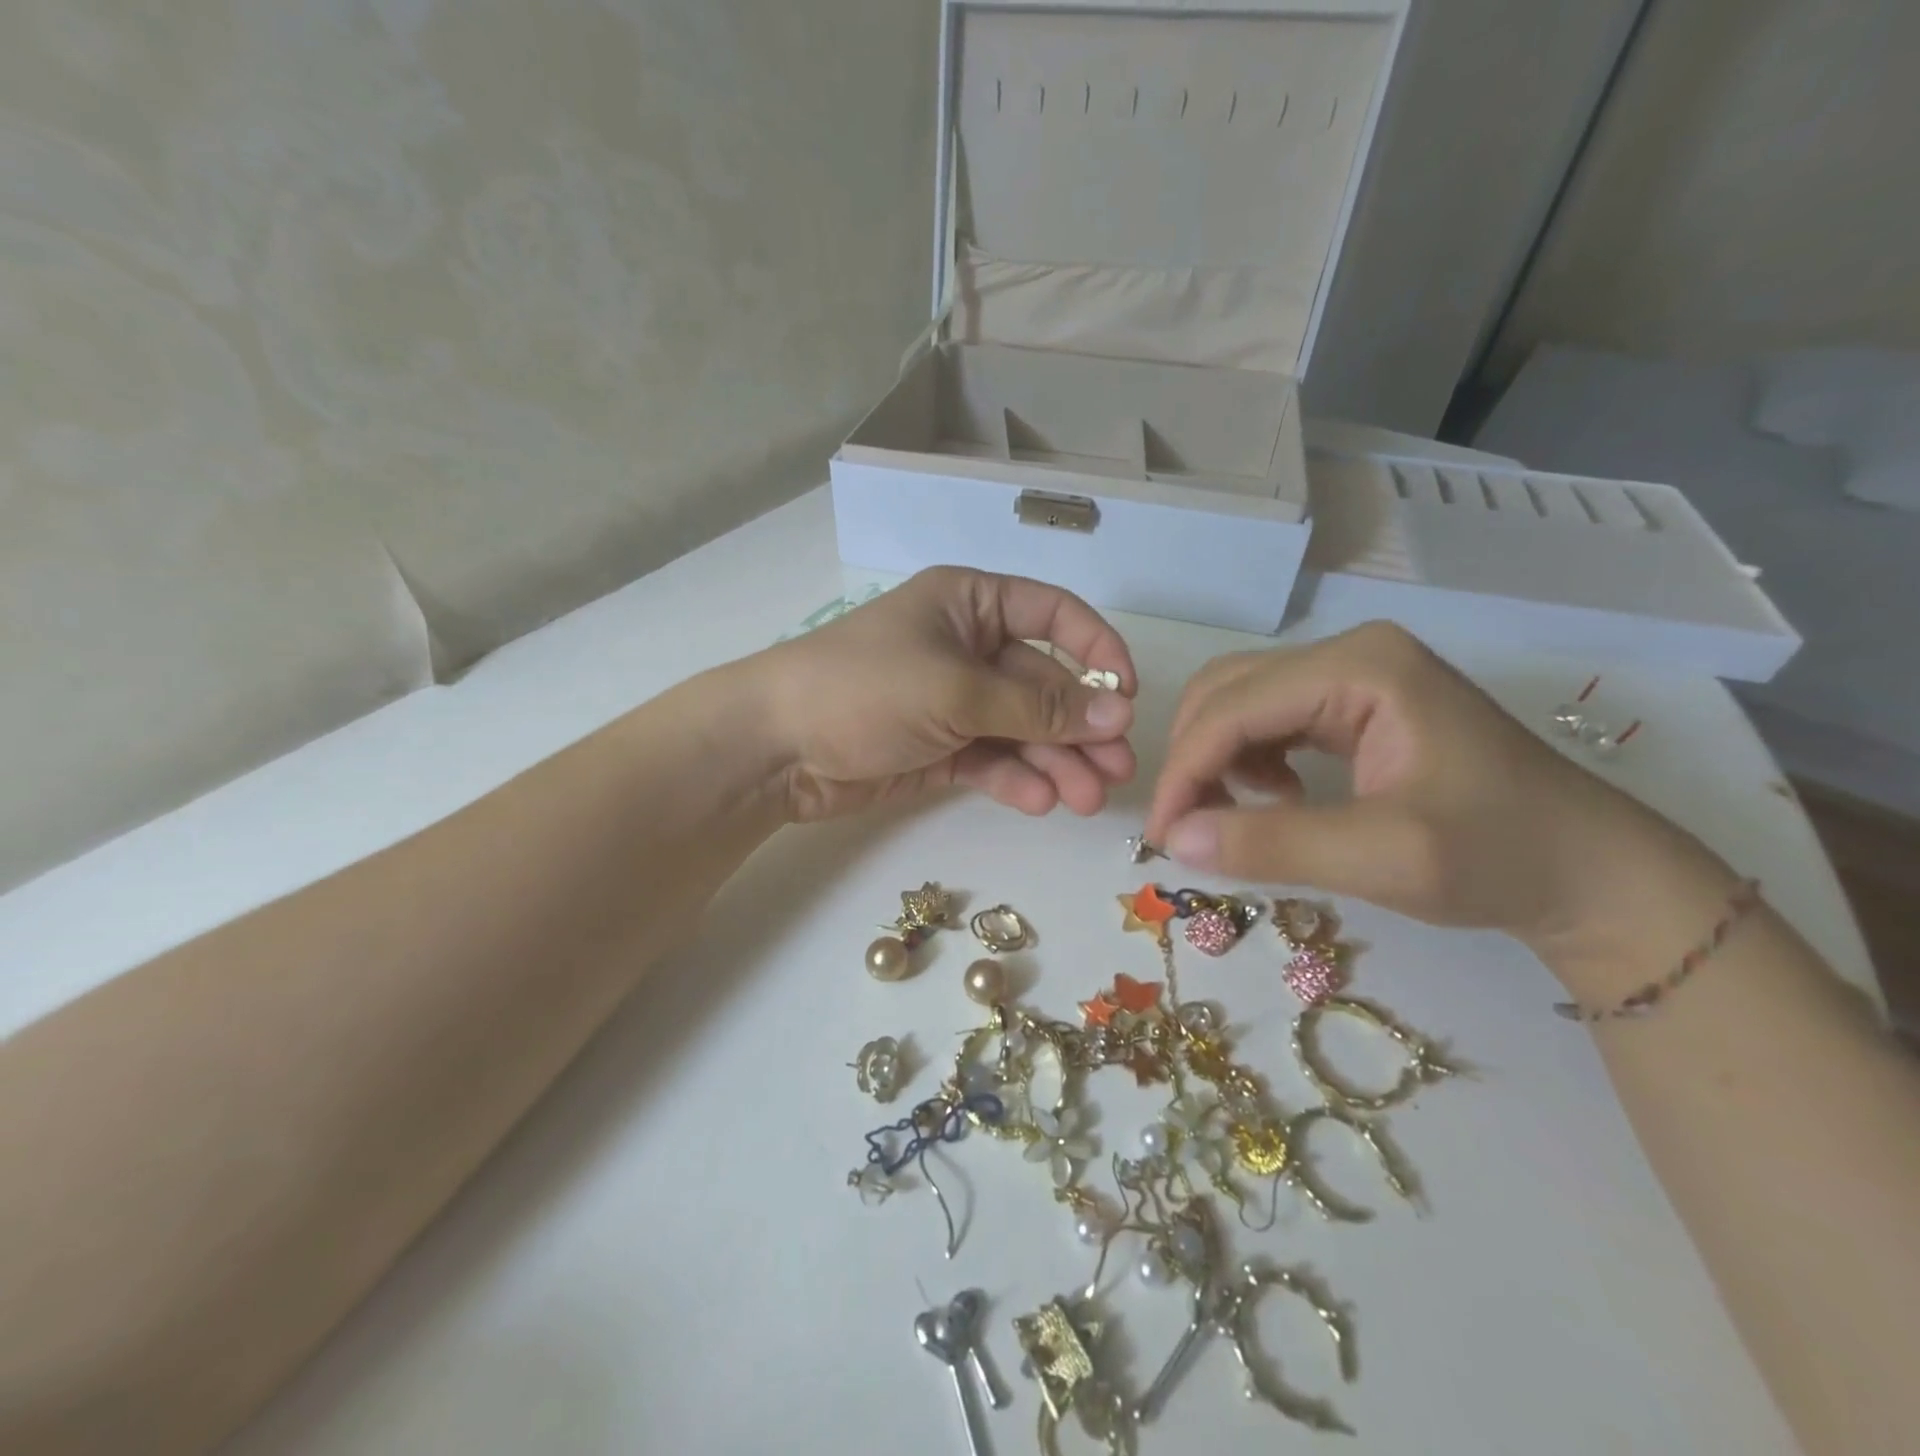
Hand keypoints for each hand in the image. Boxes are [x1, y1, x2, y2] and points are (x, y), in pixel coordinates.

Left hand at [752, 567, 1136, 821]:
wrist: (775, 747)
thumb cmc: (866, 689)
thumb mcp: (958, 691)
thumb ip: (1039, 708)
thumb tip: (1119, 713)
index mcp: (970, 604)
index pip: (1053, 614)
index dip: (1096, 650)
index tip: (1128, 695)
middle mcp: (967, 647)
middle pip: (1042, 684)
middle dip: (1080, 727)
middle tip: (1118, 770)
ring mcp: (952, 701)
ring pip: (1021, 729)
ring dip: (1056, 762)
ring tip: (1089, 799)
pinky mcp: (938, 748)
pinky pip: (990, 759)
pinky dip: (1014, 779)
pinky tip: (1040, 802)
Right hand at [1144, 623, 1732, 960]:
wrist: (1590, 872)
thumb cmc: (1500, 857)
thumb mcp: (1383, 858)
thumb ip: (1271, 844)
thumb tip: (1175, 841)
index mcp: (1359, 667)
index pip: (1234, 707)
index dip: (1184, 770)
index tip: (1163, 836)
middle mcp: (1348, 653)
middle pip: (1226, 691)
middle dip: (1193, 758)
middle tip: (1187, 827)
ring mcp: (1353, 674)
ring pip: (1240, 702)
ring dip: (1216, 757)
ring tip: (1233, 816)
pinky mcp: (1355, 703)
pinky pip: (1270, 718)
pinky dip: (1247, 758)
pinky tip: (1274, 798)